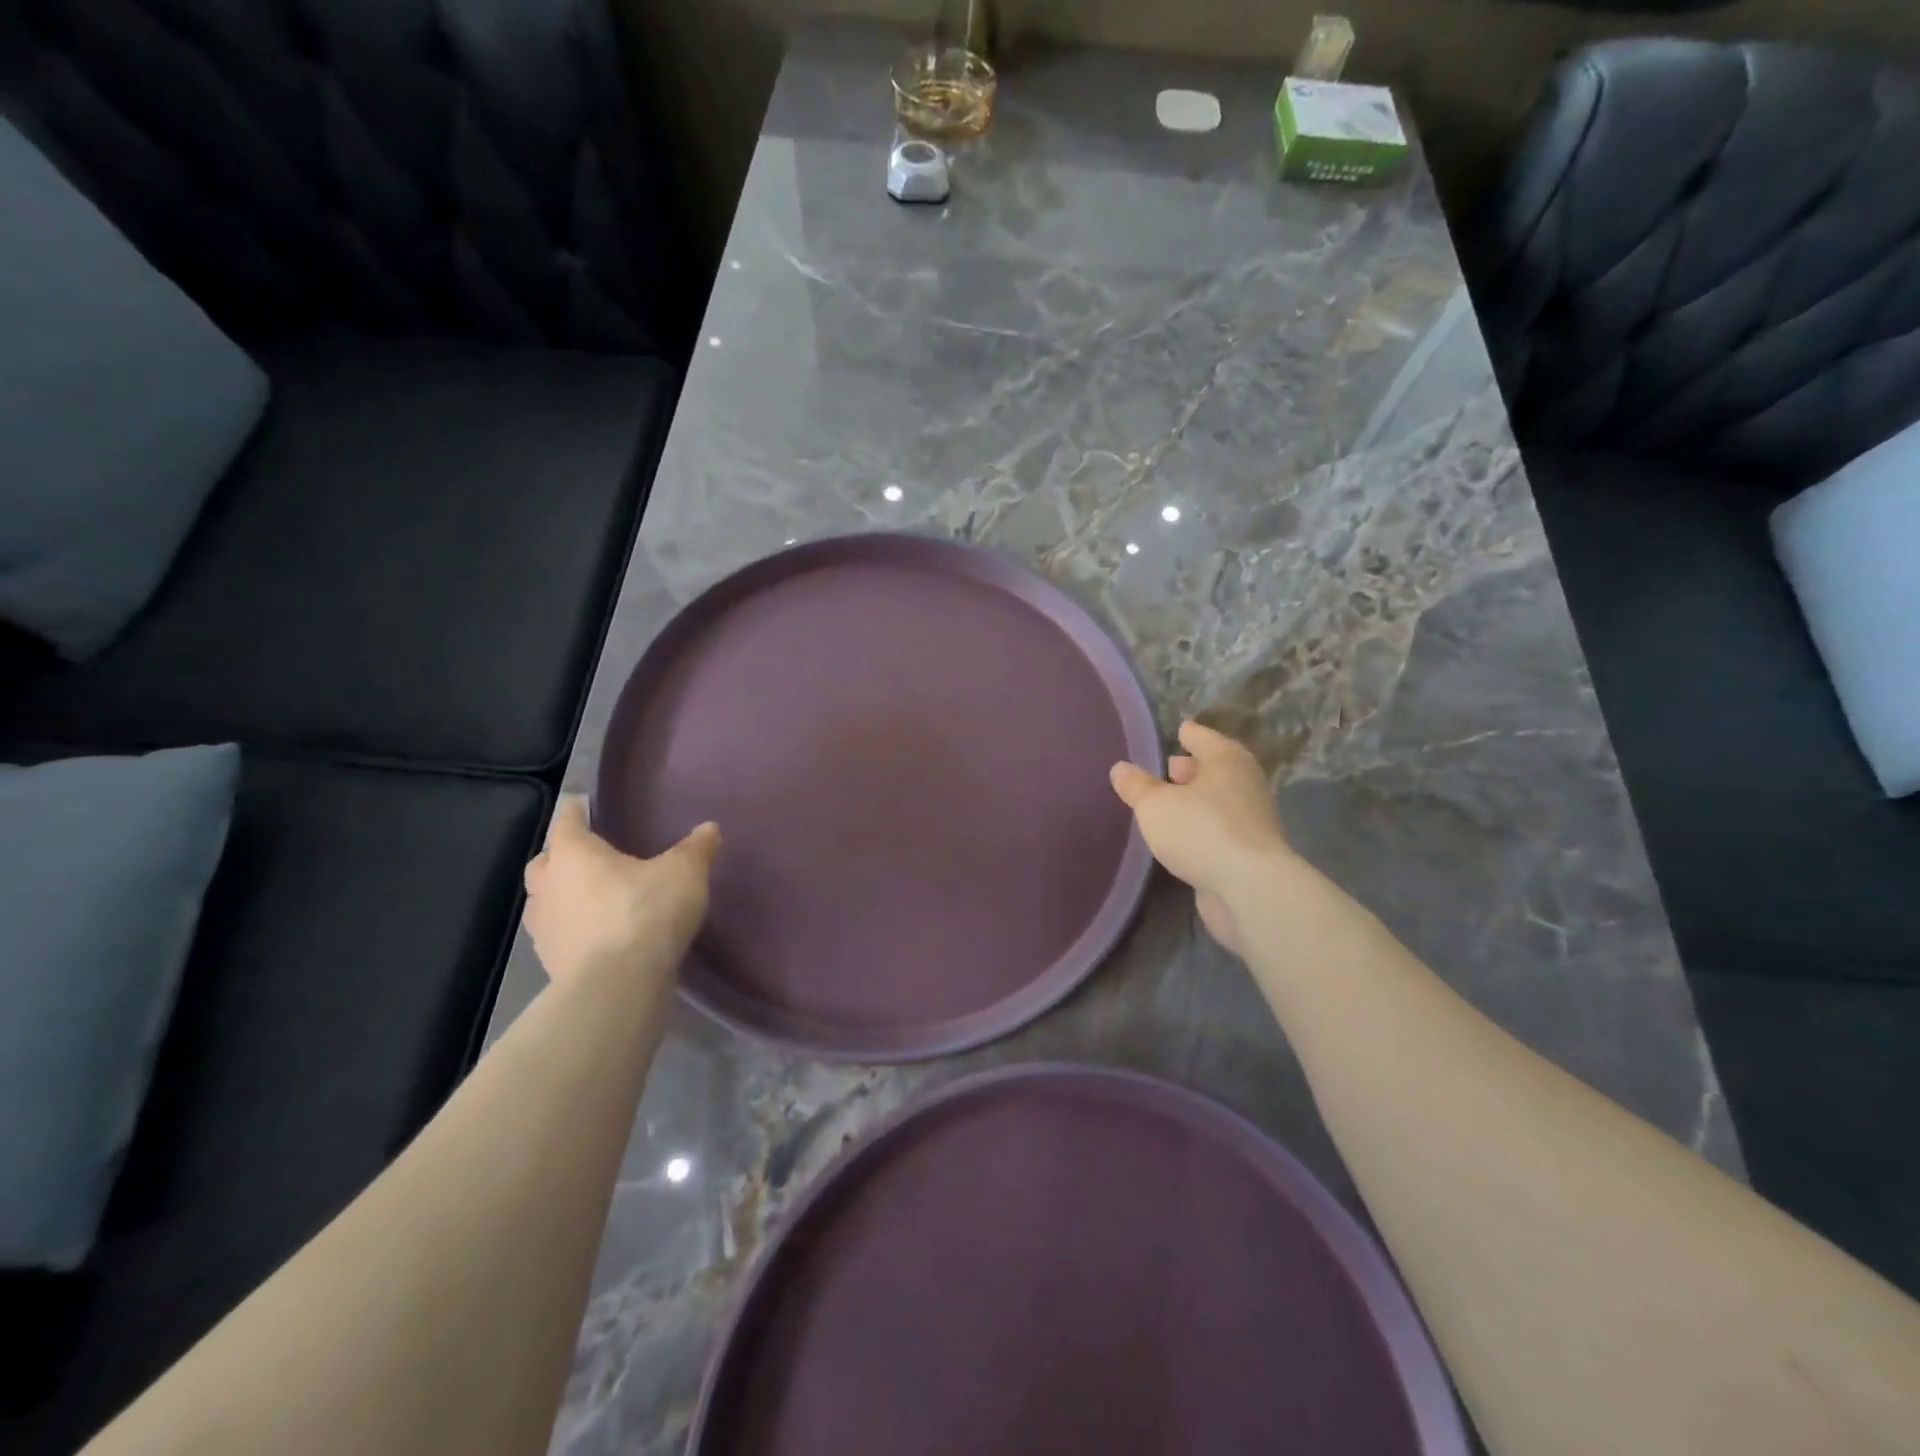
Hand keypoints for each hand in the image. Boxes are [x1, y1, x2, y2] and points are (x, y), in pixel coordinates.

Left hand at [523, 798, 719, 986]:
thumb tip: (709, 829)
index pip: (567, 821)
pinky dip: (572, 930)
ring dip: (563, 896)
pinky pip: (557, 935)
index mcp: (574, 854)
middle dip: (563, 857)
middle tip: (590, 857)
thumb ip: (696, 848)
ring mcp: (544, 928)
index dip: (576, 811)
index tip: (582, 805)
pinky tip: (597, 935)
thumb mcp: (685, 872)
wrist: (618, 986)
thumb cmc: (646, 912)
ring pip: (545, 901)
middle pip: (546, 862)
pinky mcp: (550, 962)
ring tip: (593, 898)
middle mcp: (549, 885)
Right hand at [1109, 721, 1291, 955]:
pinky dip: (1204, 826)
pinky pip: (1221, 828)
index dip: (1188, 734)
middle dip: (1193, 768)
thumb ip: (1136, 786)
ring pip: (1219, 800)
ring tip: (1170, 803)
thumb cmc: (1200, 831)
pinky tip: (1184, 836)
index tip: (1179, 730)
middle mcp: (1245, 783)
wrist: (1250, 889)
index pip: (1203, 737)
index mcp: (1226, 760)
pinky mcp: (1250, 852)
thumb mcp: (1155, 805)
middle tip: (1169, 768)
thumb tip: (1120, 768)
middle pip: (1216, 768)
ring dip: (1197, 799)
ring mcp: (1252, 819)